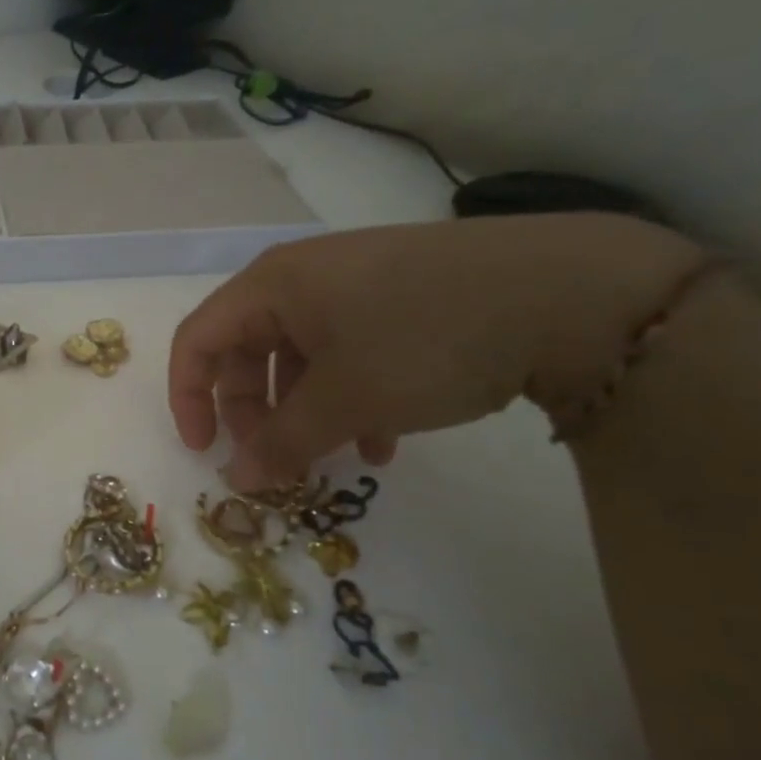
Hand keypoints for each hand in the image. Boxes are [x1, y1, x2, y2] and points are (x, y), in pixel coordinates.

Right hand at [168, 214, 703, 488]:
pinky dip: (350, 398)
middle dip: (255, 414)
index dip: (188, 398)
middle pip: (247, 352)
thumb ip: (281, 443)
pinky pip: (348, 353)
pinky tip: (387, 440)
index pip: (198, 340)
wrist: (572, 292)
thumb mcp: (345, 399)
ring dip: (306, 415)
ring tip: (340, 460)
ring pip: (300, 359)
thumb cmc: (426, 339)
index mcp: (272, 286)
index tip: (206, 450)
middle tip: (277, 463)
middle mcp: (302, 279)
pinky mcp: (398, 299)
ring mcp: (354, 286)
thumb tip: (236, 480)